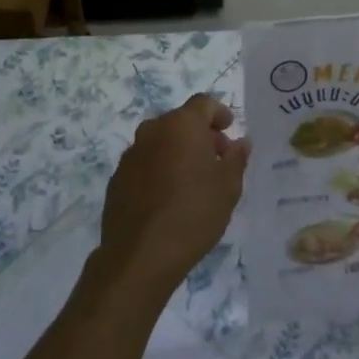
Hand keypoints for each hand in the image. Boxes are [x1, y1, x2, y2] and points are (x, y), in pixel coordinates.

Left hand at [95, 94, 248, 301]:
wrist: (140, 255)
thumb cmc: (194, 213)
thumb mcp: (228, 187)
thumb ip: (236, 158)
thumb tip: (241, 142)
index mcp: (182, 125)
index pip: (204, 103)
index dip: (220, 113)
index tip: (229, 130)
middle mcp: (153, 131)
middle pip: (180, 121)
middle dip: (200, 135)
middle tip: (216, 160)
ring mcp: (131, 154)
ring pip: (160, 142)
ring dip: (177, 152)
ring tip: (192, 182)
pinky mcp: (117, 179)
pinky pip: (144, 164)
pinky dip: (158, 170)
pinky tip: (168, 198)